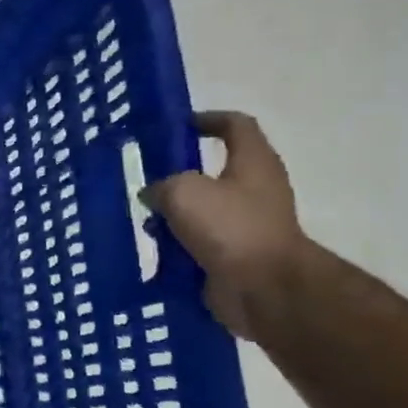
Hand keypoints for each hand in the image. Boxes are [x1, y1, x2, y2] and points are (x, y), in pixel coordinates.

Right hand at [140, 111, 308, 340]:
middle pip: (213, 170)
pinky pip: (199, 242)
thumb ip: (161, 185)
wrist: (263, 288)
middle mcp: (255, 188)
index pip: (235, 125)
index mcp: (253, 162)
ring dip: (174, 214)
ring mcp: (247, 224)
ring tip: (144, 219)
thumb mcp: (183, 192)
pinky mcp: (236, 255)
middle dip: (179, 174)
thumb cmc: (229, 227)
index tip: (176, 126)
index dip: (207, 119)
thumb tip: (153, 195)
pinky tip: (154, 249)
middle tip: (146, 178)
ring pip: (202, 209)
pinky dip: (178, 244)